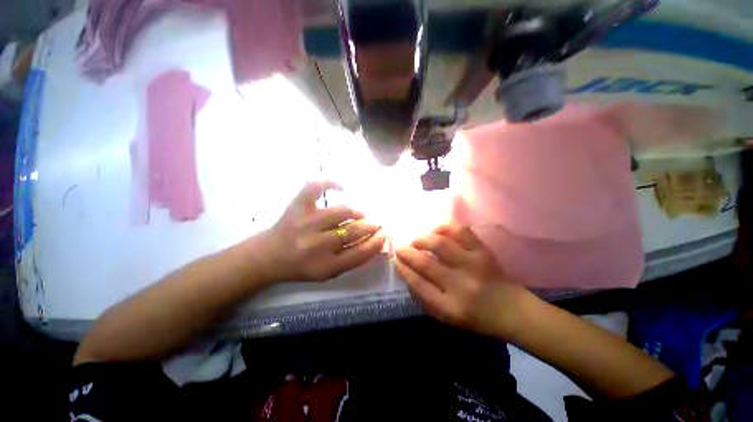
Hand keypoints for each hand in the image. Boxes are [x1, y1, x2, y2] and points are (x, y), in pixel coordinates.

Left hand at [257, 180, 386, 282]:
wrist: (268, 256)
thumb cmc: (301, 267)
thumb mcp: (328, 273)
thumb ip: (352, 260)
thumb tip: (375, 241)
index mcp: (325, 266)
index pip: (361, 253)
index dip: (377, 242)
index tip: (384, 234)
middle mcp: (316, 245)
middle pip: (354, 231)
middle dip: (371, 226)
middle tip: (375, 224)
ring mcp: (306, 222)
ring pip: (342, 211)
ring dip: (357, 212)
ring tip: (359, 214)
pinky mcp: (297, 206)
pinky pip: (316, 187)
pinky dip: (330, 182)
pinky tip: (341, 187)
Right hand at [395, 223, 534, 337]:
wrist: (513, 310)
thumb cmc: (475, 317)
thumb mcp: (446, 317)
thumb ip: (423, 297)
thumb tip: (406, 273)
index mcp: (450, 307)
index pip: (417, 284)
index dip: (403, 269)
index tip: (396, 261)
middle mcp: (461, 285)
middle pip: (426, 262)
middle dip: (407, 252)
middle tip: (401, 249)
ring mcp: (474, 264)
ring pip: (440, 243)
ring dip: (422, 239)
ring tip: (417, 241)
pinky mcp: (483, 251)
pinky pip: (460, 231)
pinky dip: (444, 228)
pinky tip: (437, 232)